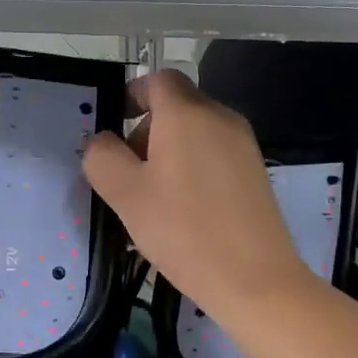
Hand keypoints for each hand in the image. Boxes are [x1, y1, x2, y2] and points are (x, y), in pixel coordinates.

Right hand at [82, 70, 311, 317]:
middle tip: (128, 173)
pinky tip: (185, 210)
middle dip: (147, 130)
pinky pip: (214, 153)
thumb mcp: (125, 194)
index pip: (157, 79)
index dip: (132, 95)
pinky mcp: (256, 170)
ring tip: (154, 198)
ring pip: (196, 131)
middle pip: (177, 105)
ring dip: (169, 151)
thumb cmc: (183, 230)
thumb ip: (102, 157)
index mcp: (186, 113)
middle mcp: (220, 117)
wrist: (255, 278)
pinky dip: (193, 166)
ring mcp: (243, 144)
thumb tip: (101, 141)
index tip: (115, 125)